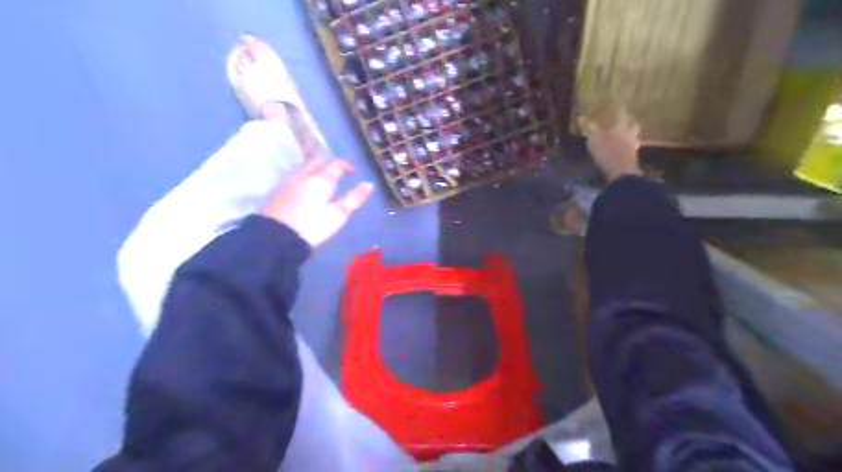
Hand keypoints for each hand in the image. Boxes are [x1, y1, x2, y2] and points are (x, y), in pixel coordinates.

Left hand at [260, 159, 371, 245]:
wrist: (275, 237)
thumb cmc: (312, 226)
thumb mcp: (338, 214)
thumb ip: (354, 198)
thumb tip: (369, 184)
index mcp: (321, 178)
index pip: (336, 163)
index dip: (346, 165)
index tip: (353, 173)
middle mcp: (304, 174)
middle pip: (318, 161)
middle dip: (329, 165)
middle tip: (338, 176)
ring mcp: (288, 182)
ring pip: (305, 168)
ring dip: (316, 171)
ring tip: (324, 183)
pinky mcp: (278, 191)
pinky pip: (296, 177)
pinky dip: (305, 179)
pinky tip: (307, 191)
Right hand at [583, 106, 642, 179]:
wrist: (621, 171)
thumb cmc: (607, 151)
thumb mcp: (593, 138)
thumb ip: (589, 128)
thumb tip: (581, 117)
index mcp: (620, 127)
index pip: (621, 114)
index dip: (618, 109)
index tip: (617, 105)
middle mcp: (629, 134)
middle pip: (633, 125)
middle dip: (630, 122)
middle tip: (626, 120)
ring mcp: (633, 147)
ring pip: (634, 137)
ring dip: (630, 136)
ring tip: (625, 136)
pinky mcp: (633, 158)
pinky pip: (631, 149)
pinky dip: (628, 148)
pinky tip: (623, 150)